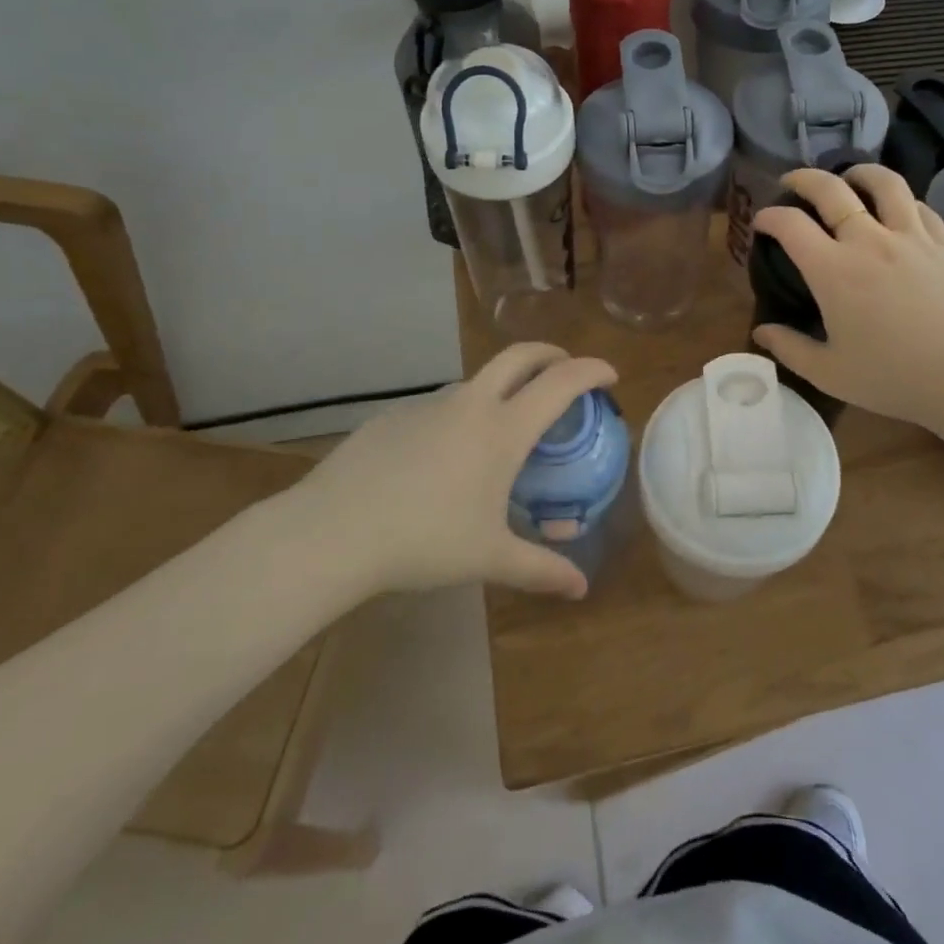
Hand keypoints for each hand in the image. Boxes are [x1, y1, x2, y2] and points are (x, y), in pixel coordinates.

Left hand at [289, 344, 616, 600]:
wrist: (334, 531)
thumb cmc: (425, 540)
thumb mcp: (490, 557)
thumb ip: (540, 569)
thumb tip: (580, 589)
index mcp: (503, 429)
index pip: (560, 382)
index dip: (591, 371)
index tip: (609, 376)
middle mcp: (470, 403)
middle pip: (519, 356)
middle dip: (550, 354)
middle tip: (564, 370)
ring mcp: (427, 405)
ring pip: (476, 381)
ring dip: (501, 388)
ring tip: (503, 427)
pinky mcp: (392, 417)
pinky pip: (438, 408)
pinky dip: (458, 416)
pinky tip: (442, 459)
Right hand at [751, 165, 943, 431]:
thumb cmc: (892, 378)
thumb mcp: (829, 372)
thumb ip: (789, 348)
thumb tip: (760, 332)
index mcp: (833, 271)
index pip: (790, 224)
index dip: (768, 216)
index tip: (761, 221)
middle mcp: (869, 241)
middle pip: (831, 189)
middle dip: (803, 179)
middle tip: (791, 182)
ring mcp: (911, 237)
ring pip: (883, 183)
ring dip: (859, 173)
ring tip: (849, 178)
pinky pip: (920, 206)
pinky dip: (901, 200)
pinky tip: (897, 209)